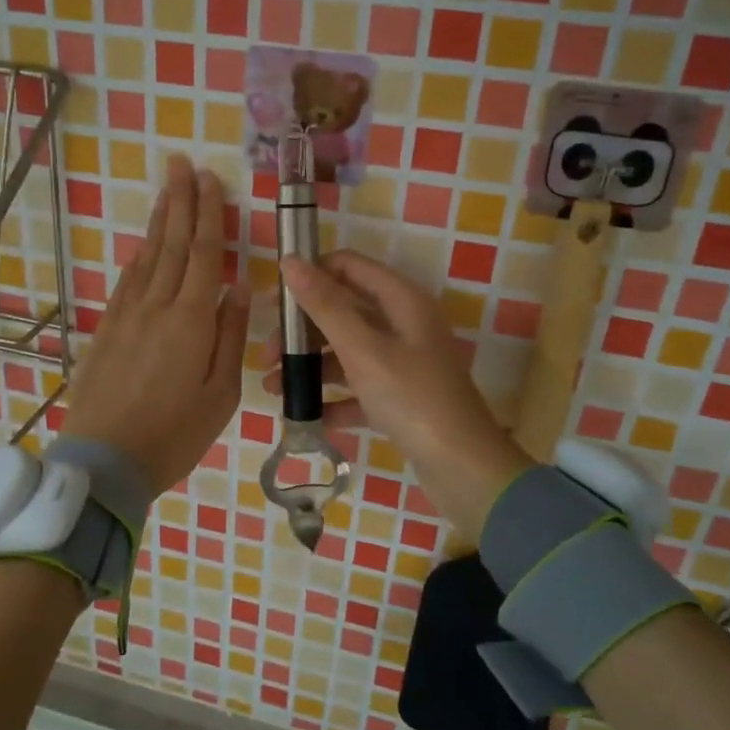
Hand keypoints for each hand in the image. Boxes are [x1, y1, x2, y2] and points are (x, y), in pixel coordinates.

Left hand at [62, 156, 249, 498]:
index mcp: (191, 320)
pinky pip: (126, 281)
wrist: (104, 462)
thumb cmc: (175, 434)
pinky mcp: (106, 330)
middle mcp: (157, 306)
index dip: (208, 214)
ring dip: (159, 221)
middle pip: (173, 244)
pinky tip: (143, 244)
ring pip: (147, 257)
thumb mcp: (221, 393)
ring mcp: (126, 316)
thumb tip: (239, 288)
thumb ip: (230, 336)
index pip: (204, 254)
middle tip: (182, 164)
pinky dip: (138, 256)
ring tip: (167, 189)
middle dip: (180, 201)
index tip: (209, 180)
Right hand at [276, 251, 529, 533]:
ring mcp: (404, 362)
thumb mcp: (363, 349)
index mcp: (401, 301)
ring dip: (311, 366)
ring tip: (274, 390)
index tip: (274, 303)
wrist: (462, 467)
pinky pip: (359, 387)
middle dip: (303, 331)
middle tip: (267, 357)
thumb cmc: (412, 398)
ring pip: (347, 351)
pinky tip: (308, 417)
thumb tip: (291, 262)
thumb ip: (325, 305)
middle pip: (343, 311)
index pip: (348, 267)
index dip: (311, 276)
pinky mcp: (401, 397)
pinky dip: (334, 398)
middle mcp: (404, 324)